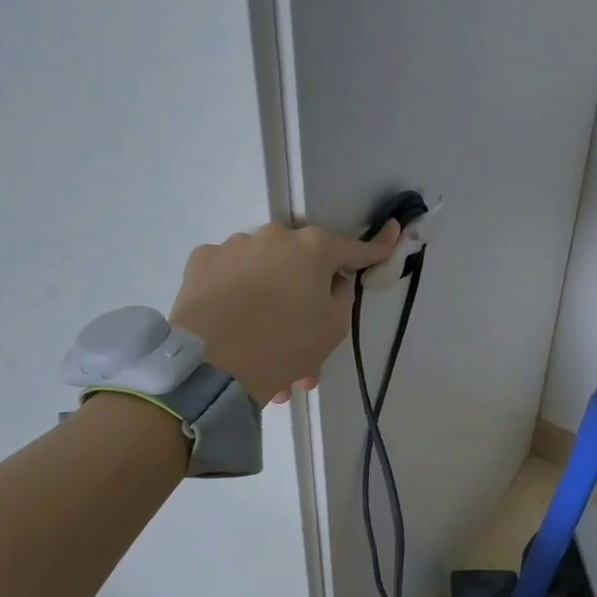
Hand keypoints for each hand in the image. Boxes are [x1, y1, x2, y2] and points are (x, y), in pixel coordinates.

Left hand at [168, 220, 396, 402]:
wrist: (212, 364)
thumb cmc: (285, 344)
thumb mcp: (333, 329)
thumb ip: (342, 297)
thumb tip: (334, 281)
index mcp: (314, 249)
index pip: (355, 249)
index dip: (377, 248)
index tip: (395, 232)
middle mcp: (274, 236)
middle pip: (301, 262)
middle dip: (305, 293)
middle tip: (304, 335)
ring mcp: (234, 245)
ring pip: (264, 272)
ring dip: (270, 301)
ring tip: (263, 347)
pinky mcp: (202, 261)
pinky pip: (230, 275)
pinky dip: (237, 295)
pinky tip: (233, 325)